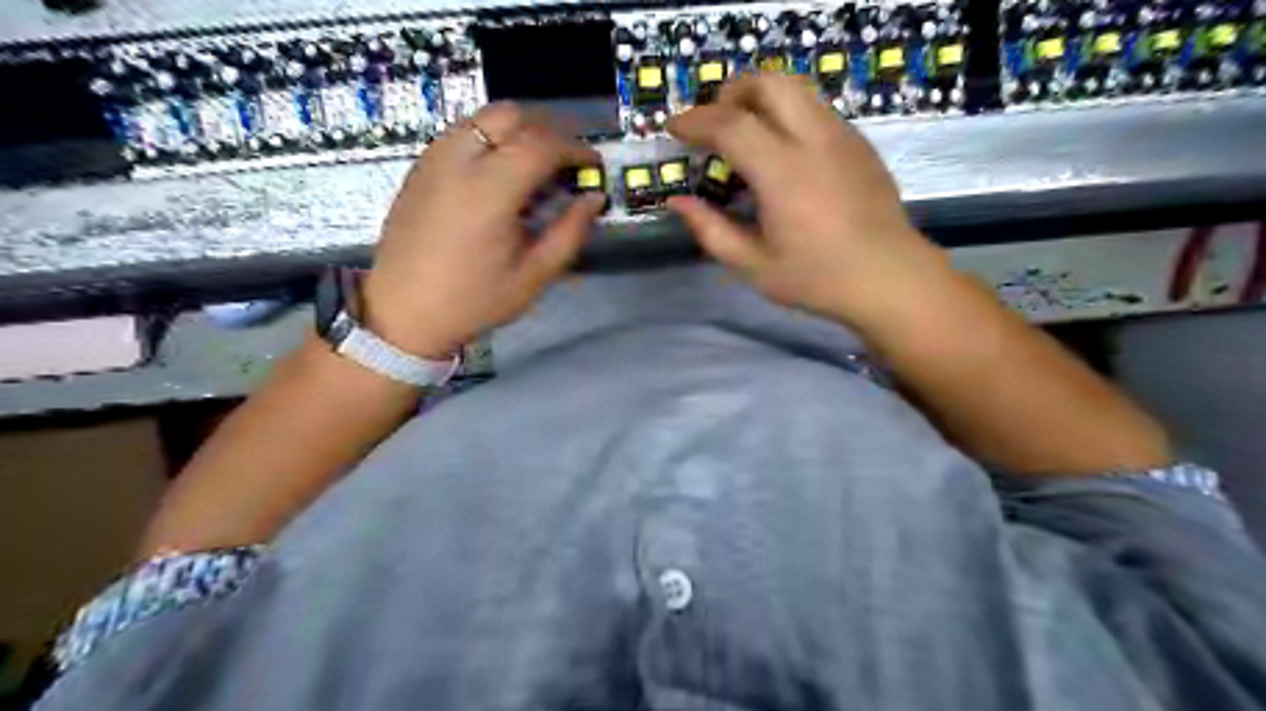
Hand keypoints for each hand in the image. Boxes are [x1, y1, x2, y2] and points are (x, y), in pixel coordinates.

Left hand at [360, 103, 606, 357]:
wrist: (403, 312)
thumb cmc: (473, 301)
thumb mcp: (533, 276)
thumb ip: (569, 233)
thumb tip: (594, 199)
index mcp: (489, 191)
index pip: (541, 144)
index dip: (576, 149)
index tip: (593, 166)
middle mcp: (458, 161)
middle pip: (512, 114)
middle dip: (548, 130)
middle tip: (567, 161)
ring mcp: (434, 158)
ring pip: (484, 116)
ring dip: (519, 130)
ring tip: (537, 165)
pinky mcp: (420, 166)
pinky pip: (463, 131)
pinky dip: (492, 138)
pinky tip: (501, 172)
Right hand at [671, 69, 949, 319]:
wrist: (890, 278)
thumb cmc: (817, 279)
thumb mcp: (753, 266)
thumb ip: (711, 230)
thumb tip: (678, 202)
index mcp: (783, 174)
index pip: (731, 125)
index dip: (694, 121)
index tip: (673, 128)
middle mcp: (814, 141)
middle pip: (768, 83)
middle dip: (731, 93)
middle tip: (712, 123)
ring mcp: (842, 136)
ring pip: (796, 88)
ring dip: (760, 98)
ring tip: (744, 132)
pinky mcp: (859, 142)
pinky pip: (815, 108)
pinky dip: (786, 113)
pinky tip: (782, 152)